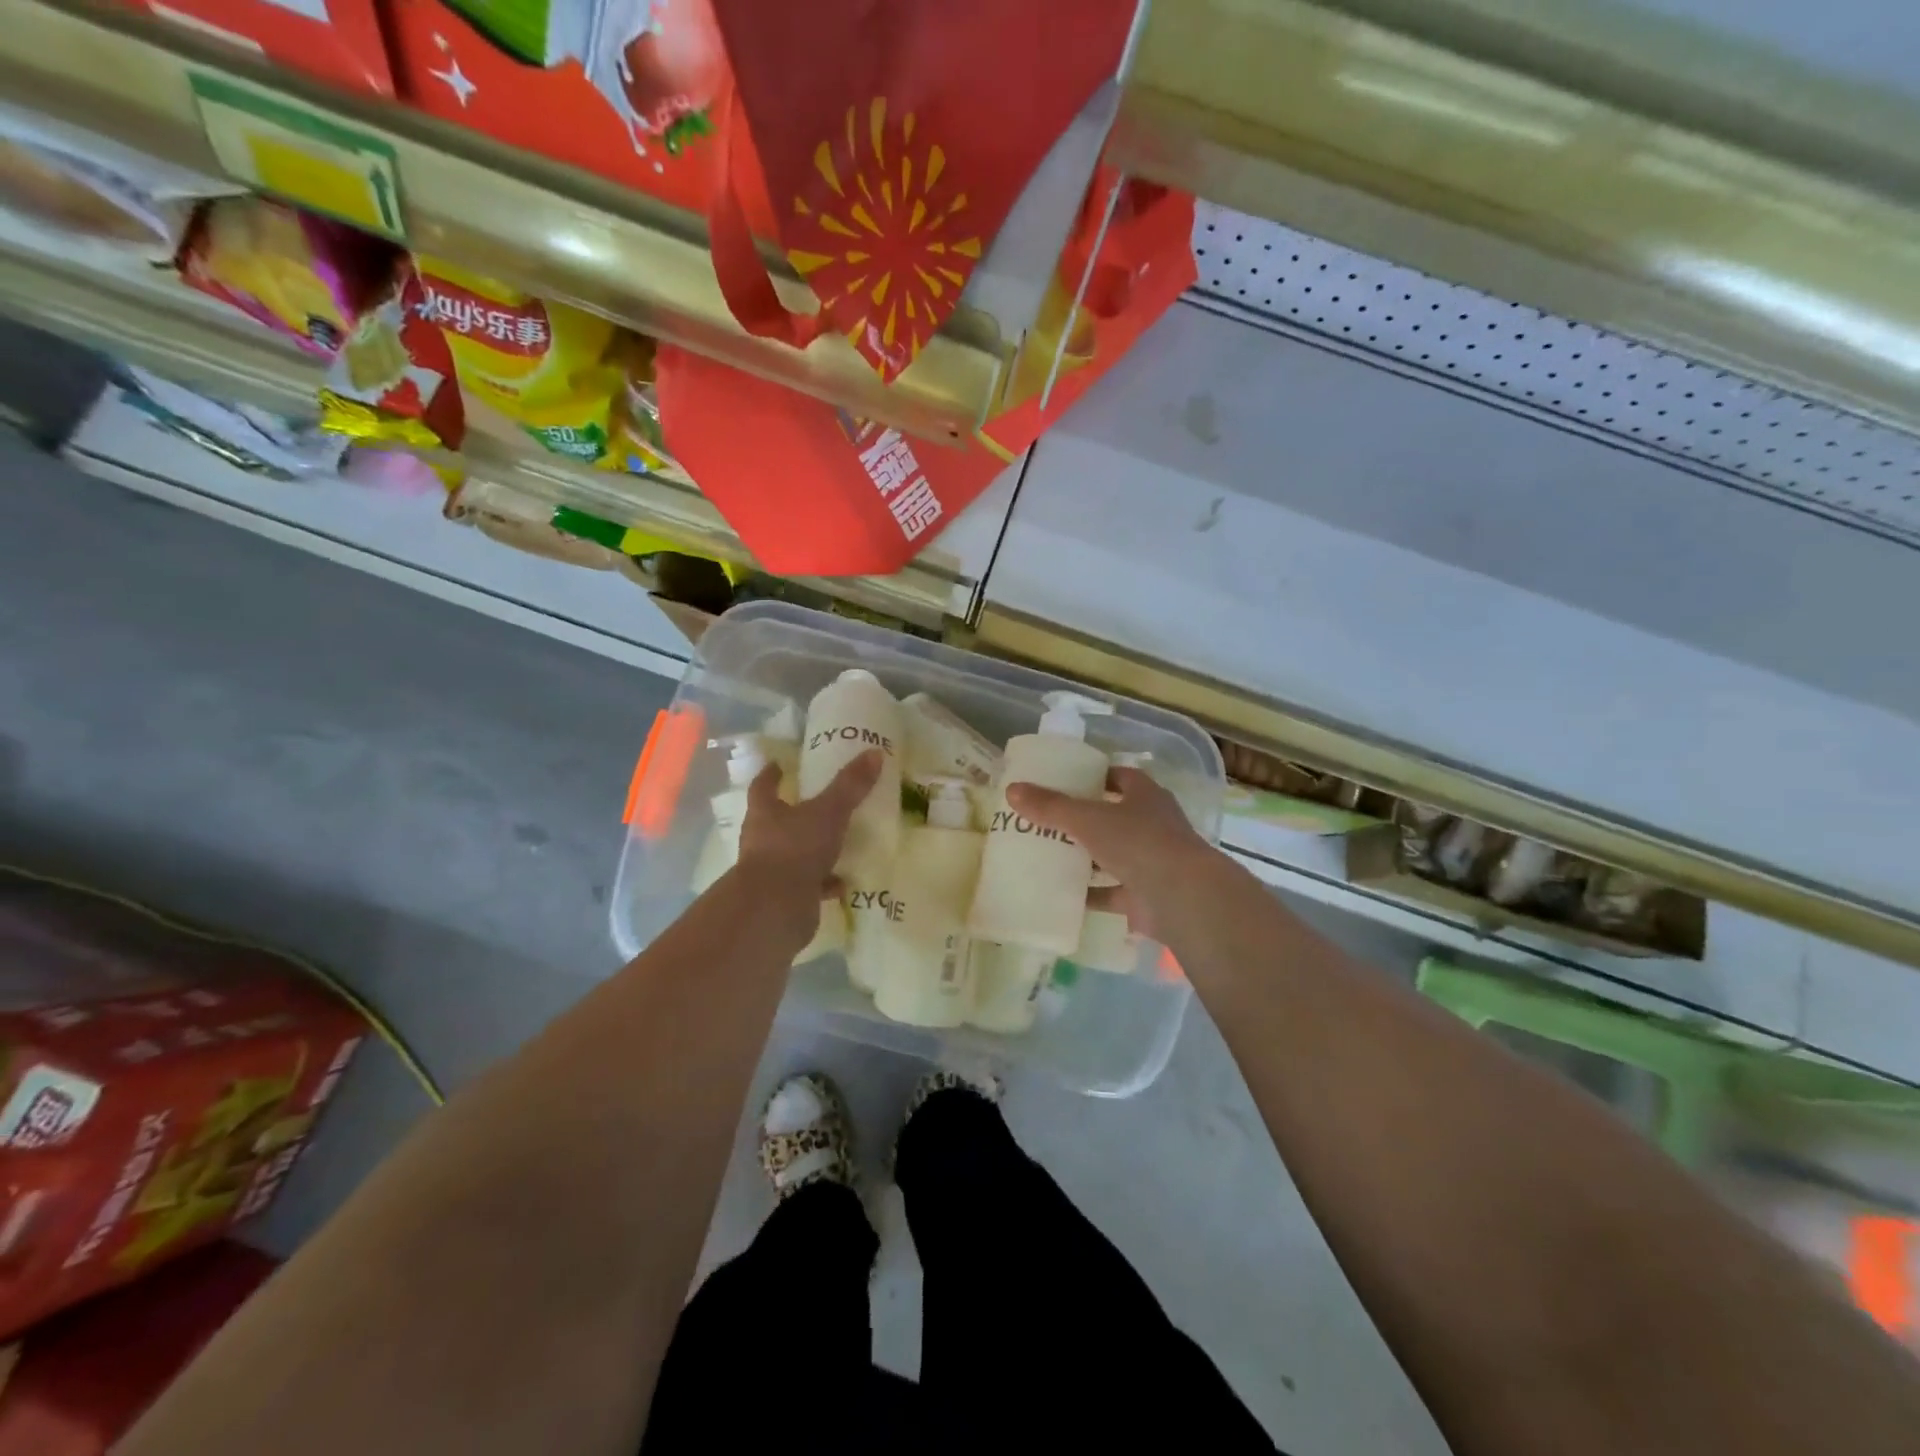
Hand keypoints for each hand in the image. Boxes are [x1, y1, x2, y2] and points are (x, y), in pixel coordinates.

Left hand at [734, 750, 881, 920]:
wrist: (776, 909)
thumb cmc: (795, 849)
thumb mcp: (829, 812)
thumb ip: (850, 785)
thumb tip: (874, 753)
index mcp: (765, 813)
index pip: (763, 787)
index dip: (770, 775)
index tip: (778, 765)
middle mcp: (763, 840)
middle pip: (777, 820)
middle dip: (796, 813)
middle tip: (820, 802)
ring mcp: (772, 871)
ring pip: (794, 854)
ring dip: (813, 849)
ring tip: (839, 843)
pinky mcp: (786, 897)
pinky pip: (809, 884)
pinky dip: (825, 882)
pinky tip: (844, 881)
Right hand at [1005, 767, 1217, 943]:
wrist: (1182, 897)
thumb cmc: (1139, 842)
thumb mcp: (1088, 819)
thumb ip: (1050, 806)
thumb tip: (1012, 790)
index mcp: (1145, 797)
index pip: (1120, 778)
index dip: (1096, 777)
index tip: (1066, 781)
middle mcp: (1152, 825)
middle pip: (1114, 817)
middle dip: (1084, 820)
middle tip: (1047, 820)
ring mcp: (1152, 863)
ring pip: (1113, 856)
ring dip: (1087, 858)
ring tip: (1048, 856)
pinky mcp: (1146, 897)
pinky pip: (1112, 893)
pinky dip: (1090, 894)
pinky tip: (1062, 895)